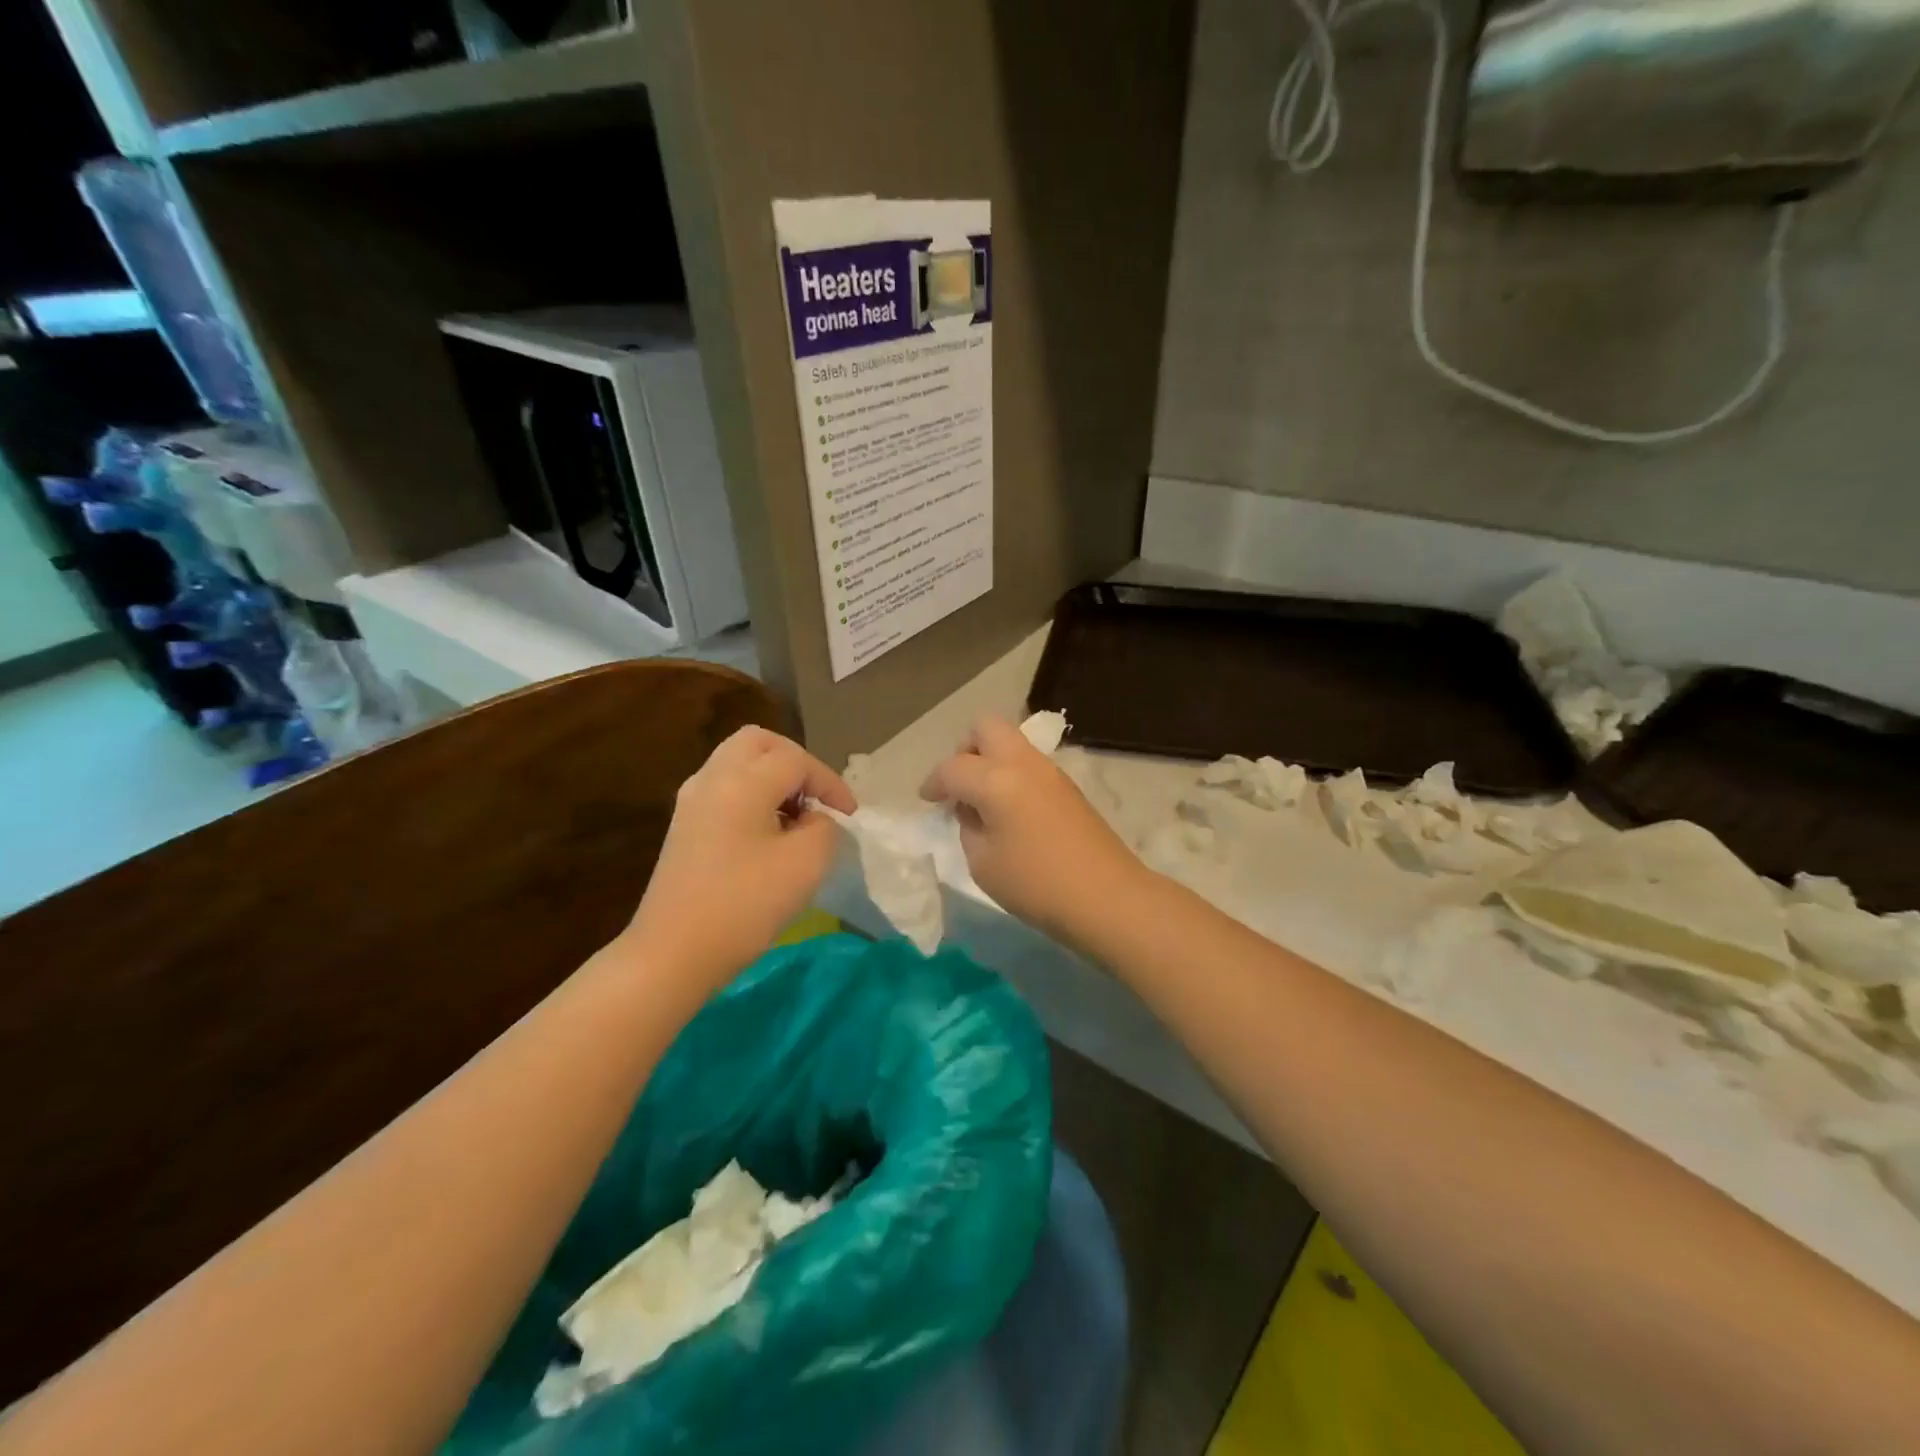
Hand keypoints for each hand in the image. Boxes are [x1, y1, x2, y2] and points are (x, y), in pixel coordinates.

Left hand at [628, 726, 855, 988]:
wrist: (672, 953)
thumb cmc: (744, 905)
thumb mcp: (807, 864)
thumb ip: (824, 827)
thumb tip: (812, 818)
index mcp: (742, 781)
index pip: (797, 759)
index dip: (829, 782)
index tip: (850, 815)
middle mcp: (712, 778)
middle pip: (759, 742)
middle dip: (795, 762)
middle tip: (816, 797)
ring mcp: (691, 801)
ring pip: (737, 762)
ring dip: (772, 777)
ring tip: (795, 816)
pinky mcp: (683, 826)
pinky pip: (723, 788)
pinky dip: (751, 794)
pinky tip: (766, 833)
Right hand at [921, 716, 1145, 945]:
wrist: (1107, 898)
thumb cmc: (1036, 884)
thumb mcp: (983, 863)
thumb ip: (969, 827)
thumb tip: (974, 811)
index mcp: (996, 779)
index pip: (952, 768)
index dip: (933, 783)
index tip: (928, 801)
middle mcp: (1023, 763)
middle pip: (986, 728)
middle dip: (965, 750)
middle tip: (960, 787)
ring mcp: (1051, 771)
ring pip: (1011, 743)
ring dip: (991, 762)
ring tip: (984, 804)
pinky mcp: (1068, 787)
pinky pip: (1029, 764)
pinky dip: (1012, 776)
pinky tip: (1011, 812)